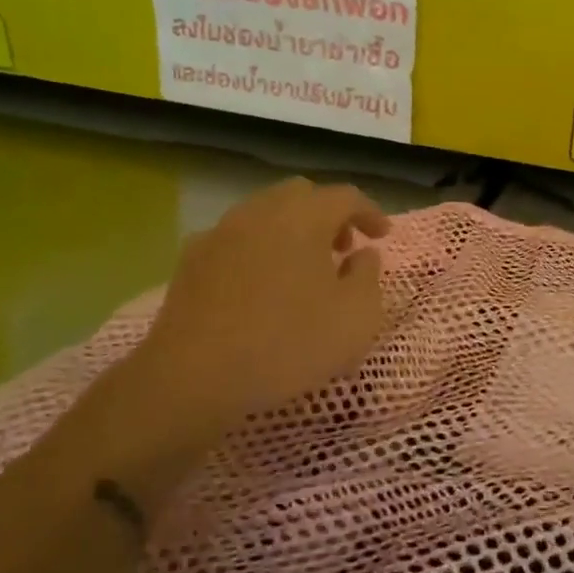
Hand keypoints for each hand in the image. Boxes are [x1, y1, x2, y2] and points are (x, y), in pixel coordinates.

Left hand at [121, 178, 389, 438]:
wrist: (194, 377)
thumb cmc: (288, 344)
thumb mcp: (356, 317)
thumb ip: (369, 276)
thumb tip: (362, 254)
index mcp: (303, 217)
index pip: (345, 196)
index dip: (369, 212)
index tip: (382, 236)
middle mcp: (259, 212)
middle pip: (301, 195)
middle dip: (328, 215)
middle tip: (343, 248)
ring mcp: (220, 233)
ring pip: (265, 213)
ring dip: (292, 230)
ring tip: (304, 268)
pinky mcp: (191, 260)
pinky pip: (236, 239)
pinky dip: (258, 249)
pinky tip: (261, 284)